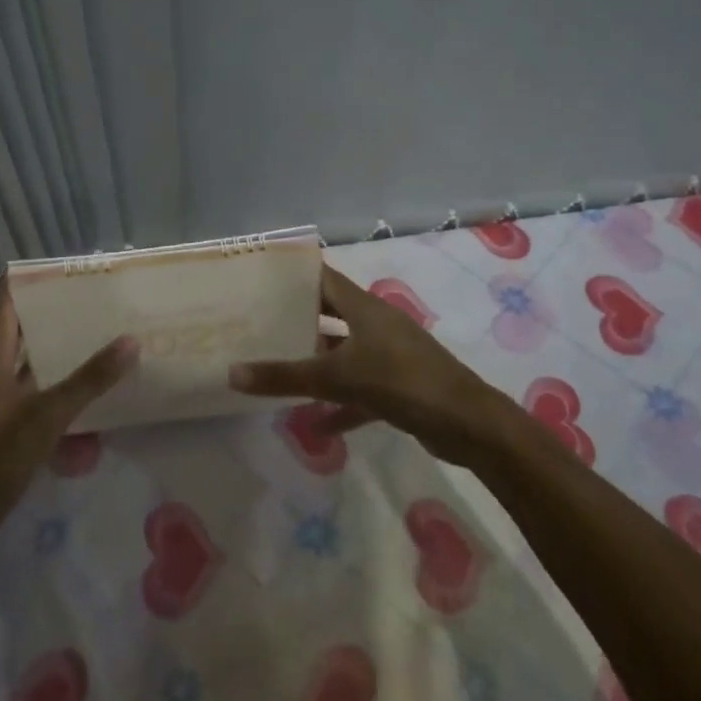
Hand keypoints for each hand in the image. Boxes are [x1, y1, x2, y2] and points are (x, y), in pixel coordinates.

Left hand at [0, 284, 137, 545]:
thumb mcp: (45, 418)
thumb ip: (87, 381)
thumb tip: (130, 341)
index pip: (4, 312)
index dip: (20, 286)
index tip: (47, 266)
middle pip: (17, 338)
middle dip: (47, 319)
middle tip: (85, 301)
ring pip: (26, 371)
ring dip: (52, 356)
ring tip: (90, 340)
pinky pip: (30, 399)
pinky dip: (52, 391)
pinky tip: (78, 398)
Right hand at [227, 265, 508, 464]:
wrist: (469, 425)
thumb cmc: (402, 382)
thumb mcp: (338, 378)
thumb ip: (286, 377)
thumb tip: (232, 373)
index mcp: (364, 308)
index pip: (322, 278)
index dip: (293, 275)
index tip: (258, 278)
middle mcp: (375, 324)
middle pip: (330, 314)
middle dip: (297, 320)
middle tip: (257, 324)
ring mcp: (389, 355)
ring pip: (343, 353)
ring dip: (315, 363)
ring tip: (276, 369)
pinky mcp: (398, 387)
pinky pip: (359, 390)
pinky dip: (339, 404)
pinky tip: (315, 426)